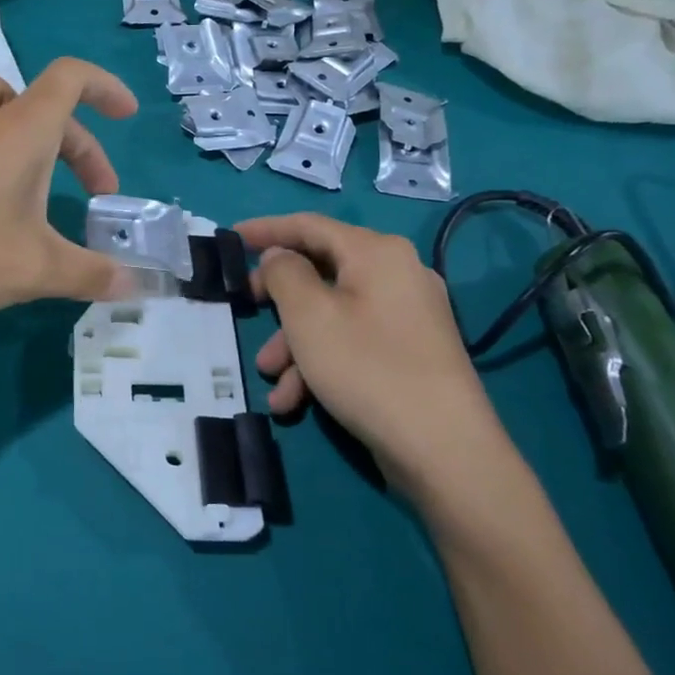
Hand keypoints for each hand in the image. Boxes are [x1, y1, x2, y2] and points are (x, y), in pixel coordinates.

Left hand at [0, 58, 140, 323]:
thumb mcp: (37, 269)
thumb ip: (91, 273)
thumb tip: (135, 285)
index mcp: (21, 129)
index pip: (71, 77)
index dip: (106, 87)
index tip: (128, 116)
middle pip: (41, 106)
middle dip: (78, 145)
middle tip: (95, 194)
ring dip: (29, 141)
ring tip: (38, 187)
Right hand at [237, 213, 519, 505]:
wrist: (444, 450)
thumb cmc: (367, 368)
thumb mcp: (309, 316)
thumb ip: (284, 274)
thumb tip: (279, 256)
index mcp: (377, 252)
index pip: (310, 225)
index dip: (267, 229)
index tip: (231, 238)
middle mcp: (397, 274)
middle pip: (322, 271)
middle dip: (279, 299)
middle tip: (246, 309)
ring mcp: (408, 315)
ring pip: (334, 313)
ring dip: (295, 342)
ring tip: (271, 377)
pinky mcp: (410, 352)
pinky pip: (354, 341)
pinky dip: (321, 362)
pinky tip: (295, 400)